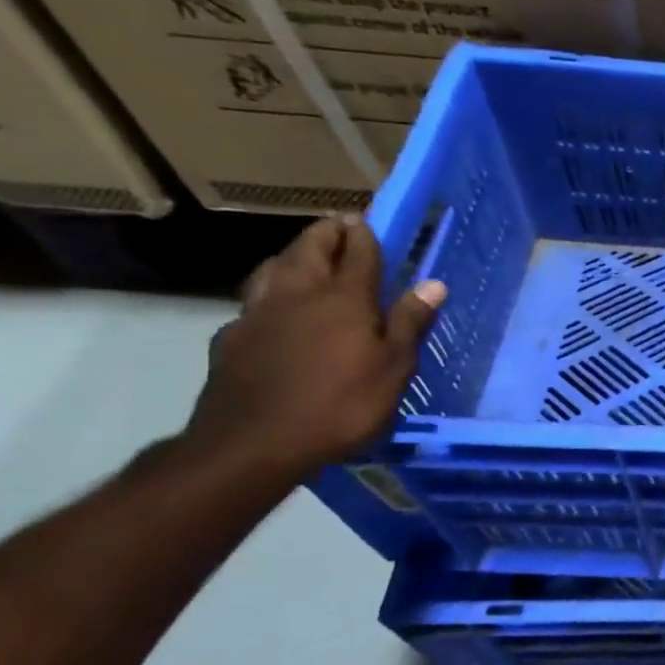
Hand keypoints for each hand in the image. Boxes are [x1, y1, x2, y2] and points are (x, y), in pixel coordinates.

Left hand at [184, 217, 446, 480]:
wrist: (253, 444)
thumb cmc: (341, 404)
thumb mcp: (393, 367)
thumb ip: (409, 322)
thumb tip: (433, 284)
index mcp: (344, 300)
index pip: (358, 255)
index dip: (364, 236)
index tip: (366, 221)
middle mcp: (299, 296)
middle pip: (310, 251)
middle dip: (326, 234)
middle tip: (338, 224)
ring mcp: (259, 315)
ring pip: (273, 270)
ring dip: (291, 255)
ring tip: (302, 254)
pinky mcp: (231, 339)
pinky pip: (252, 303)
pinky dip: (267, 293)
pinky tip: (271, 308)